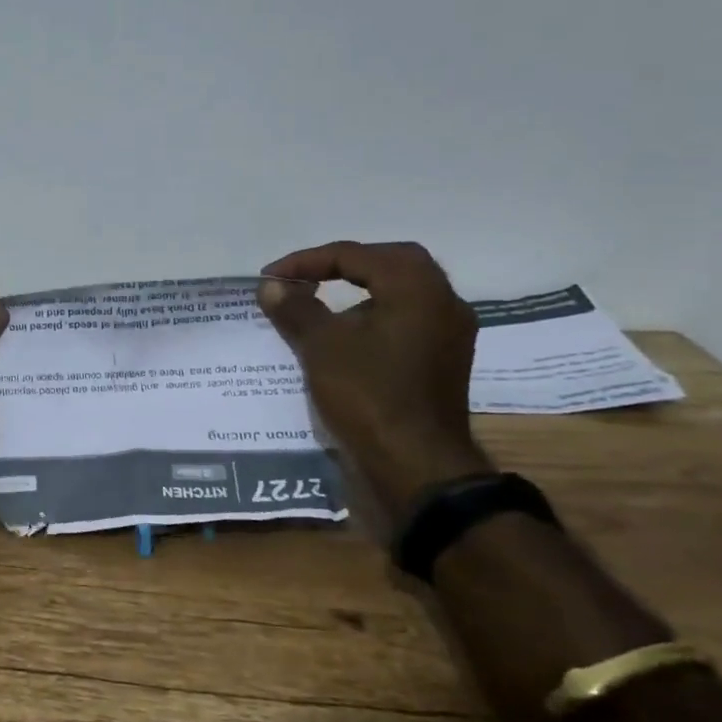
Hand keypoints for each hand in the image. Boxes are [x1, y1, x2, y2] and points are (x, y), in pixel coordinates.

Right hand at [258, 241, 492, 535]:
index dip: (307, 261)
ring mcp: (449, 334)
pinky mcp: (443, 362)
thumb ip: (296, 308)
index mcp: (417, 287)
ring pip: (401, 293)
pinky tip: (347, 337)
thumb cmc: (369, 394)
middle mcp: (442, 301)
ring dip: (361, 292)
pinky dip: (375, 317)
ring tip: (320, 304)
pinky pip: (406, 321)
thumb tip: (272, 286)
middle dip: (343, 265)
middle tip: (305, 278)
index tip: (272, 278)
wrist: (417, 466)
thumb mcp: (321, 346)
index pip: (356, 255)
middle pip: (389, 264)